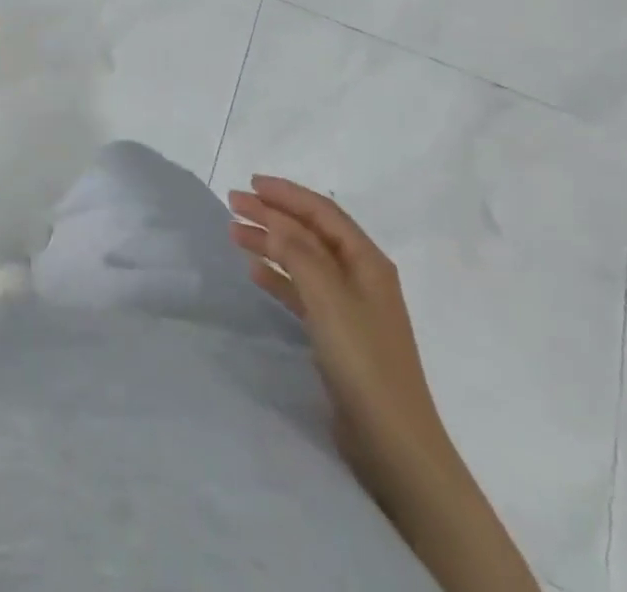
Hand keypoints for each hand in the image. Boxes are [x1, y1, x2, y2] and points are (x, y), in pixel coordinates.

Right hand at [228, 176, 454, 489]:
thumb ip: (298, 252)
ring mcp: (350, 306)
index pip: (322, 212)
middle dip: (273, 214)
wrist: (393, 443)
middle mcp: (360, 276)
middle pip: (310, 232)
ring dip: (271, 242)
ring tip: (234, 233)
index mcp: (367, 260)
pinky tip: (255, 273)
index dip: (286, 193)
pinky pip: (302, 291)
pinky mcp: (337, 335)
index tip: (250, 183)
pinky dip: (278, 276)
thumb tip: (274, 220)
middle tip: (232, 204)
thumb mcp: (328, 297)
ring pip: (303, 259)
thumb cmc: (363, 360)